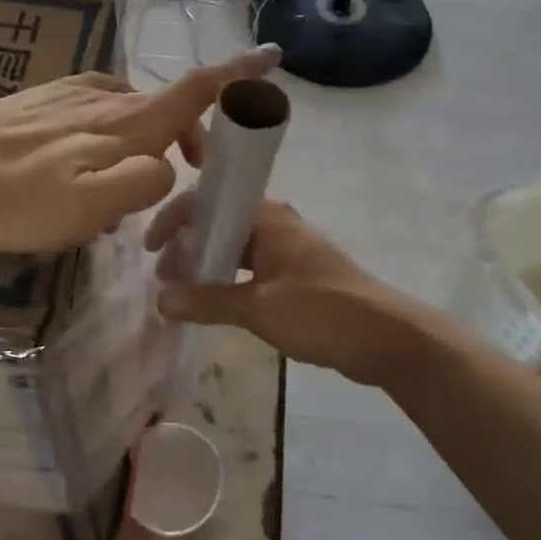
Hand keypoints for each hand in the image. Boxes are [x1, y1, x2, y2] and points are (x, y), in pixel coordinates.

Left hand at [0, 47, 280, 252]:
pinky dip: (111, 126)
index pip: (195, 90)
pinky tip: (85, 154)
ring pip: (129, 105)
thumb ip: (144, 182)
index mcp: (128, 123)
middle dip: (191, 130)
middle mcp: (105, 98)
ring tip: (133, 174)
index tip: (271, 54)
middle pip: (166, 103)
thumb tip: (168, 166)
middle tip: (190, 171)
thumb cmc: (19, 195)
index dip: (237, 75)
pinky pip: (94, 106)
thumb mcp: (93, 206)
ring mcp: (68, 95)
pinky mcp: (39, 100)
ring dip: (150, 132)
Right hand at [146, 198, 421, 386]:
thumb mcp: (257, 307)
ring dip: (207, 263)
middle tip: (164, 275)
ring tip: (181, 290)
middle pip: (220, 222)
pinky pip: (251, 266)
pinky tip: (213, 302)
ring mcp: (288, 248)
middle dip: (188, 244)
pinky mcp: (297, 273)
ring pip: (235, 246)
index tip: (152, 248)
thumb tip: (160, 299)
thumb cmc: (321, 311)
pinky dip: (228, 279)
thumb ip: (206, 301)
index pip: (208, 201)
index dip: (175, 219)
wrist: (388, 339)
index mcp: (267, 215)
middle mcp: (276, 222)